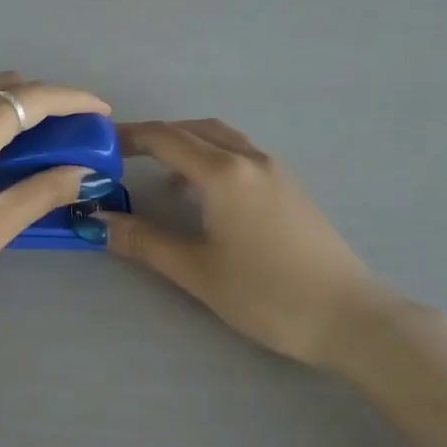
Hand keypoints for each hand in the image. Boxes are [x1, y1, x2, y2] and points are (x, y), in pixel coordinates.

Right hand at [100, 119, 397, 365]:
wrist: (348, 316)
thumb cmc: (266, 294)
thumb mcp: (196, 270)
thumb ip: (144, 241)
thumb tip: (98, 222)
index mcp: (223, 173)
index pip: (164, 138)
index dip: (128, 137)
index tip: (99, 146)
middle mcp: (249, 159)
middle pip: (192, 129)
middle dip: (154, 136)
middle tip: (122, 156)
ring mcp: (274, 170)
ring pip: (220, 138)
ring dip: (185, 143)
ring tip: (157, 172)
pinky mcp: (289, 187)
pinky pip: (239, 153)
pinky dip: (210, 156)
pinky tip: (202, 193)